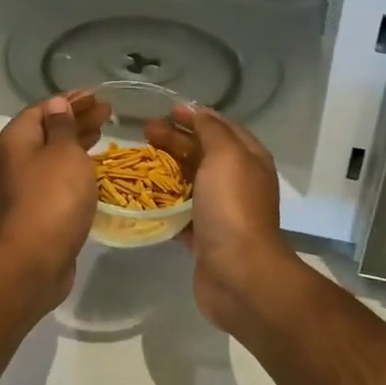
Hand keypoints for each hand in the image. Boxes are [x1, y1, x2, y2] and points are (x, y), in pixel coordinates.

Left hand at [0, 92, 109, 307]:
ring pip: (56, 154)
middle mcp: (18, 159)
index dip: (70, 100)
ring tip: (105, 132)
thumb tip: (57, 105)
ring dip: (79, 141)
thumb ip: (63, 126)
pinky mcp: (41, 208)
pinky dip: (78, 166)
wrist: (36, 257)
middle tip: (108, 111)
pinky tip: (96, 167)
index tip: (96, 95)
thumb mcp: (64, 152)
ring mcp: (28, 186)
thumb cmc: (53, 196)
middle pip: (49, 130)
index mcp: (18, 138)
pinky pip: (60, 177)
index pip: (43, 108)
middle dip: (78, 118)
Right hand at [147, 104, 303, 334]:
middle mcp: (237, 181)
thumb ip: (211, 130)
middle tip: (144, 132)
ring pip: (189, 181)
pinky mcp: (203, 237)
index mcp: (248, 159)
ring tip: (137, 161)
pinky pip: (179, 213)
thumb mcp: (226, 155)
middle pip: (202, 152)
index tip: (166, 110)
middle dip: (174, 140)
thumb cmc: (232, 206)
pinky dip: (162, 203)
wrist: (239, 274)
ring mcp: (220, 211)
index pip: (221, 127)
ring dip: (165, 169)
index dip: (195, 116)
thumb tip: (196, 111)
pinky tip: (139, 196)